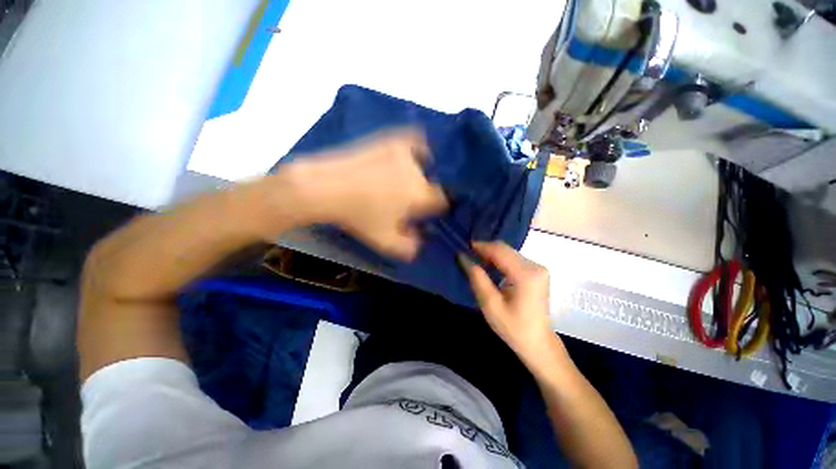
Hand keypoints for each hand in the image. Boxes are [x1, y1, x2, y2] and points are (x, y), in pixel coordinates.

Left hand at [287, 128, 447, 259]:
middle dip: (427, 192)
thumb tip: (422, 243)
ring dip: (425, 170)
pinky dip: (418, 145)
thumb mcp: (384, 240)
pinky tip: (413, 153)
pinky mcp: (389, 139)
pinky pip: (413, 138)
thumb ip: (409, 247)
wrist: (326, 187)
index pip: (442, 200)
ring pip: (427, 160)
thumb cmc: (358, 216)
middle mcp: (417, 171)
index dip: (438, 207)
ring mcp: (403, 151)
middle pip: (432, 182)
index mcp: (419, 194)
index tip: (429, 212)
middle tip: (412, 200)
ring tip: (413, 179)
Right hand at [461, 241, 560, 371]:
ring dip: (492, 254)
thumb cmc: (513, 328)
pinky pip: (514, 259)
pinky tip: (490, 267)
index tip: (464, 247)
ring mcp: (538, 268)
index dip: (481, 246)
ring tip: (476, 261)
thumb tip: (462, 256)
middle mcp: (535, 266)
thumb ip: (477, 278)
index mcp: (526, 274)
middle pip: (505, 249)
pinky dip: (500, 260)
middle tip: (468, 255)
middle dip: (485, 249)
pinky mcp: (537, 272)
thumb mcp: (490, 304)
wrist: (538, 343)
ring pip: (509, 252)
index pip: (499, 251)